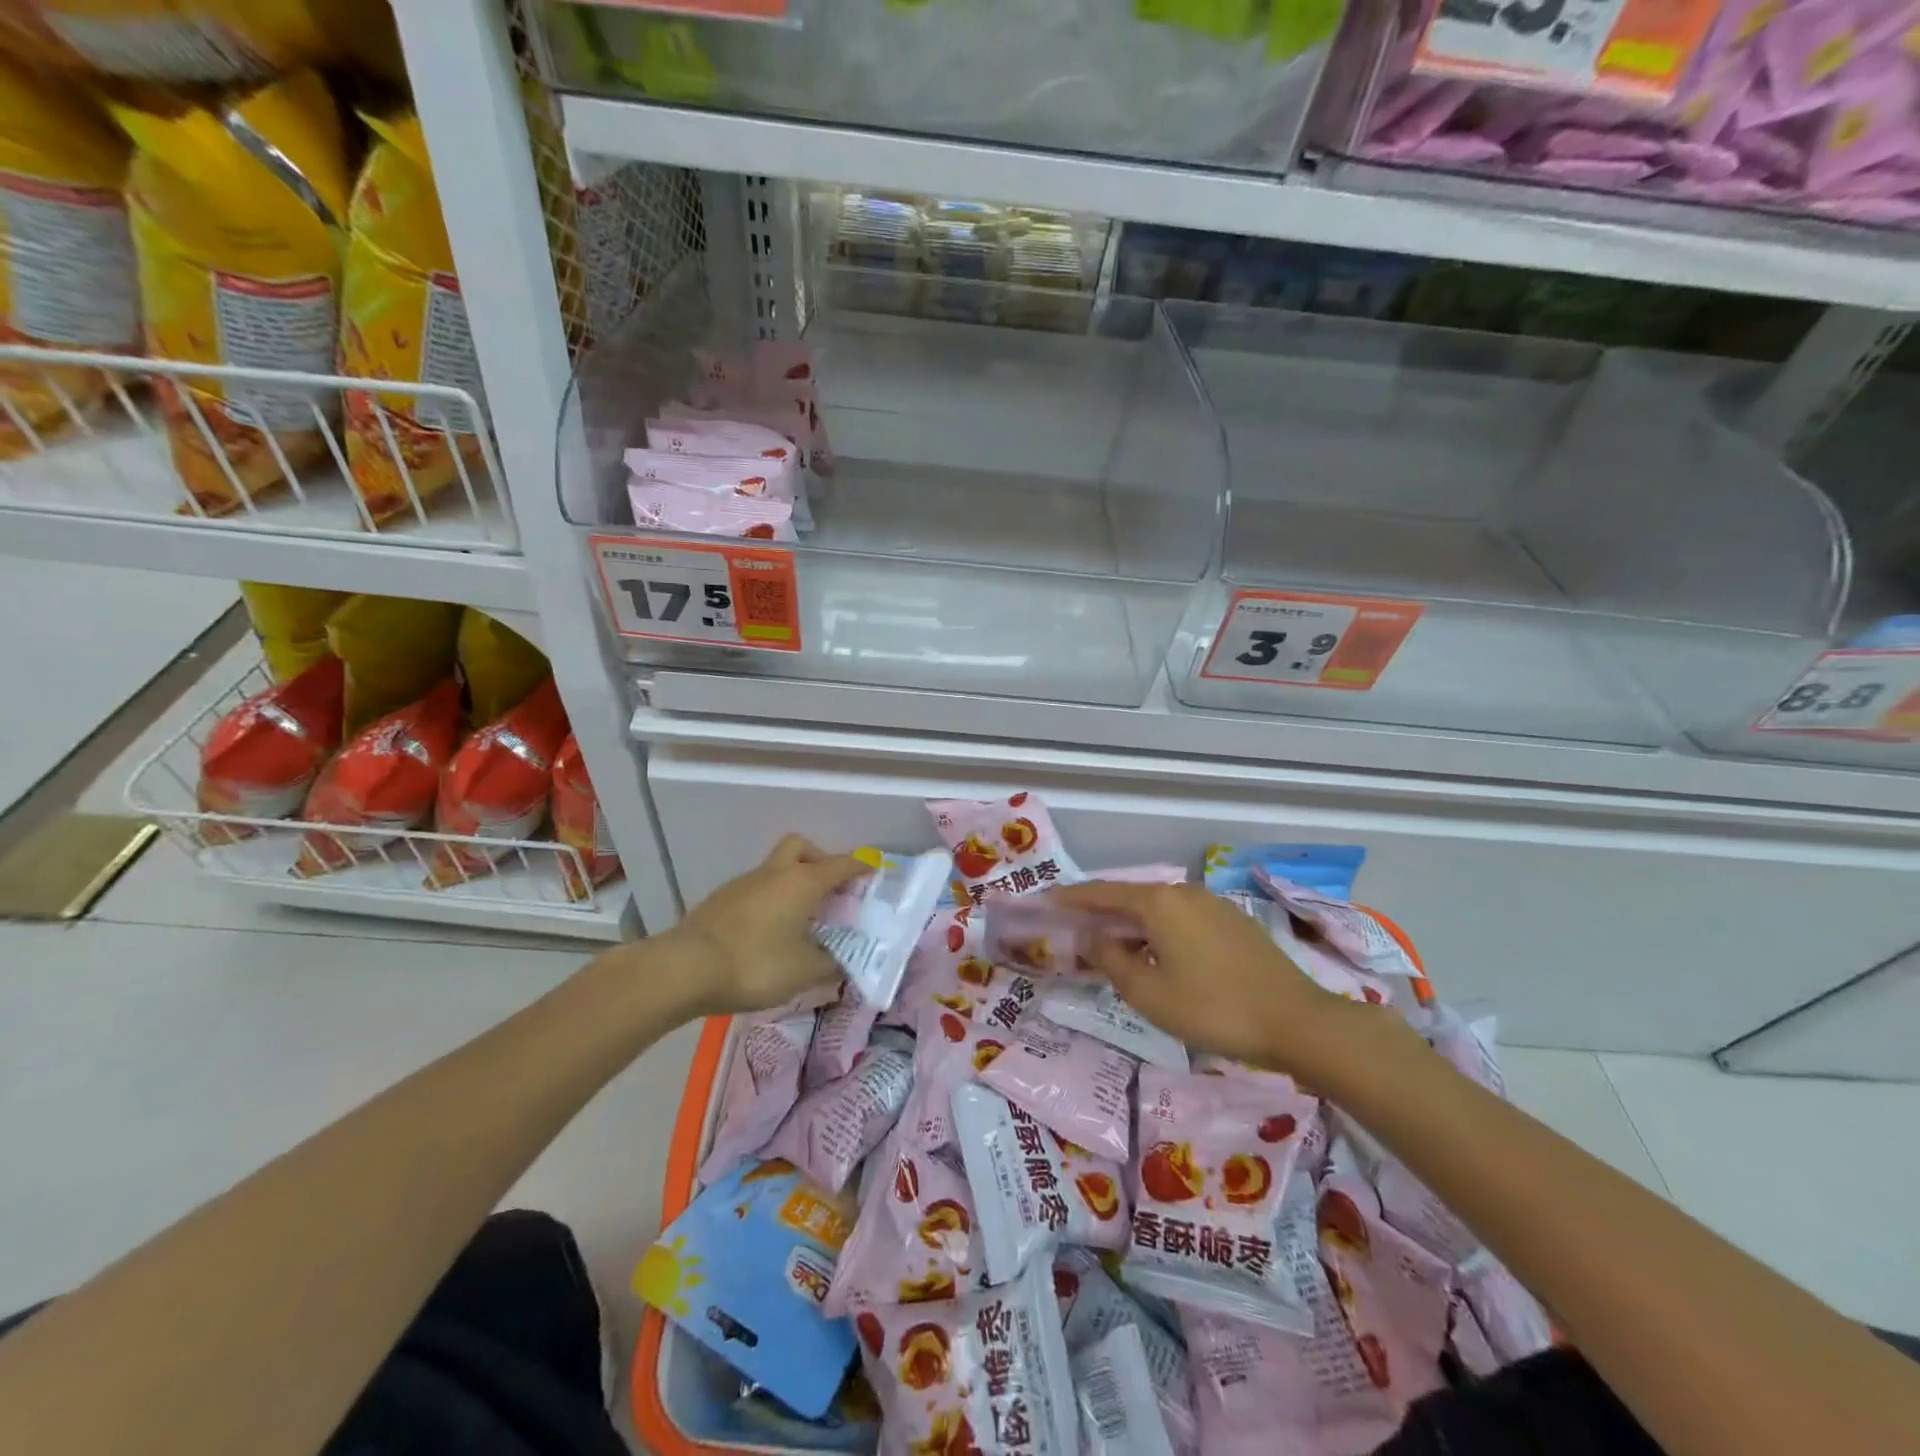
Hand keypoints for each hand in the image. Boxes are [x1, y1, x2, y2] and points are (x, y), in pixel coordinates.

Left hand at [665, 834, 868, 1016]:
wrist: (684, 969)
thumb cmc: (755, 964)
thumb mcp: (803, 972)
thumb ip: (830, 966)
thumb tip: (843, 963)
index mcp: (802, 882)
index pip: (841, 864)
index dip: (860, 866)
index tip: (873, 869)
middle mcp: (775, 873)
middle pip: (801, 847)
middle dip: (819, 860)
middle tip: (829, 889)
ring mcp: (744, 884)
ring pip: (776, 869)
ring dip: (792, 883)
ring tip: (800, 919)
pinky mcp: (721, 900)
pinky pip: (756, 889)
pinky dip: (770, 901)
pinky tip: (768, 932)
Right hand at [1049, 880, 1405, 1077]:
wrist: (1296, 1021)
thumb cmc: (1212, 1008)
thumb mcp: (1149, 992)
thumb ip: (1110, 959)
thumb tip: (1089, 936)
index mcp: (1158, 902)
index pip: (1101, 893)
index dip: (1071, 899)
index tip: (1045, 901)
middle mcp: (1183, 892)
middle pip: (1130, 897)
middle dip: (1099, 912)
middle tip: (1072, 927)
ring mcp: (1212, 904)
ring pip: (1157, 908)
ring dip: (1130, 923)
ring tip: (1110, 945)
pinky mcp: (1232, 921)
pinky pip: (1180, 917)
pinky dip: (1157, 930)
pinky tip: (1156, 953)